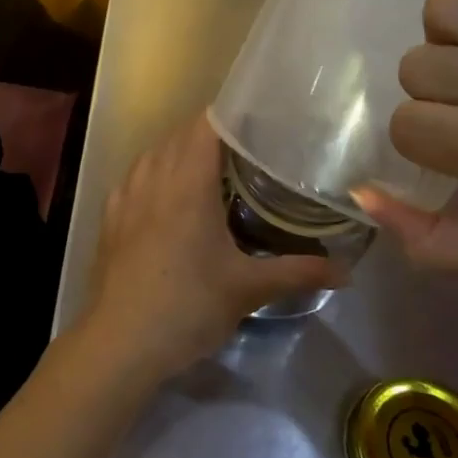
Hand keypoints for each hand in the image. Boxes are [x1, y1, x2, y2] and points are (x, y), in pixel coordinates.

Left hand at [78, 114, 350, 384]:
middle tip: (247, 147)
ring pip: (153, 154)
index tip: (259, 119)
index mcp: (187, 182)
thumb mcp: (248, 289)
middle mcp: (153, 177)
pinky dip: (153, 173)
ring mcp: (125, 195)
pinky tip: (166, 195)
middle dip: (210, 134)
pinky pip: (134, 177)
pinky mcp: (110, 216)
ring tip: (209, 168)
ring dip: (179, 152)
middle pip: (179, 136)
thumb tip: (347, 271)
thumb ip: (298, 273)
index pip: (206, 125)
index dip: (231, 115)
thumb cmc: (188, 306)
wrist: (121, 341)